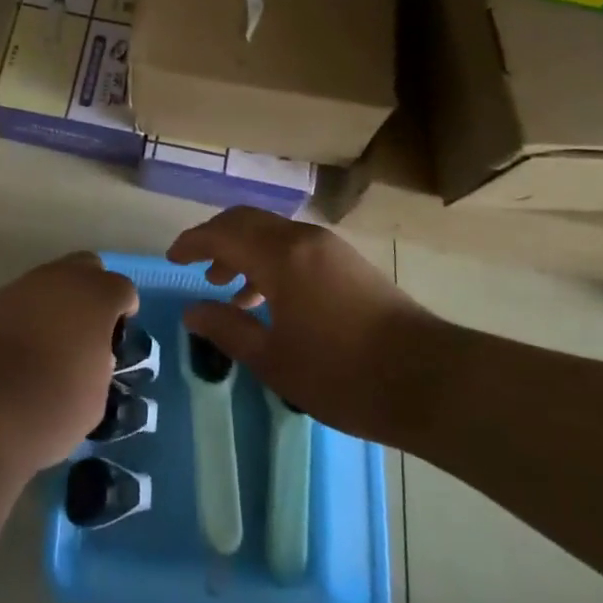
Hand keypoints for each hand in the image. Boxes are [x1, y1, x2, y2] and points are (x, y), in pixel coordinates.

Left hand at [0, 253, 139, 470]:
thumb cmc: (54, 405)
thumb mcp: (97, 395)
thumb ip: (100, 364)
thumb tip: (91, 357)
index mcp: (96, 296)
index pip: (122, 288)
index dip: (124, 311)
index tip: (118, 338)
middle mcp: (59, 279)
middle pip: (85, 267)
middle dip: (90, 290)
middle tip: (87, 329)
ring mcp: (21, 286)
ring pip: (48, 281)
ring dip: (55, 302)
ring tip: (51, 343)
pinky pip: (19, 300)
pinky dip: (26, 316)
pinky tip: (20, 349)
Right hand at [168, 208, 441, 444]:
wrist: (431, 380)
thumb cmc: (344, 375)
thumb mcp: (274, 360)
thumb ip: (227, 330)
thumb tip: (191, 311)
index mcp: (280, 256)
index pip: (221, 234)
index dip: (191, 243)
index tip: (171, 258)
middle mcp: (301, 239)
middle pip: (246, 222)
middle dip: (216, 239)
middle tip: (195, 267)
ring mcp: (328, 248)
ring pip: (271, 233)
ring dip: (244, 251)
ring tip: (228, 290)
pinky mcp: (347, 262)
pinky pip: (294, 247)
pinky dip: (269, 260)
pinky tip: (268, 300)